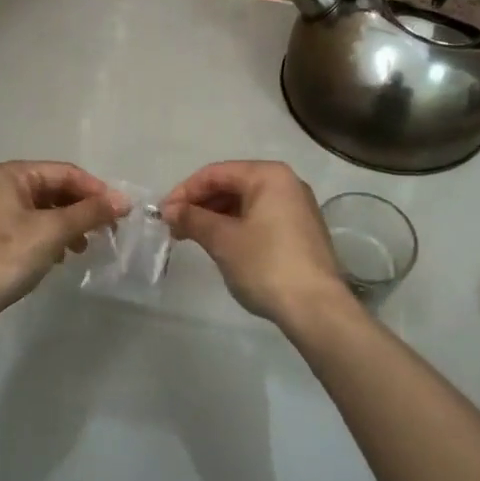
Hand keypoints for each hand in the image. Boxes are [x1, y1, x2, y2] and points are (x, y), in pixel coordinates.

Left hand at [0, 162, 126, 327]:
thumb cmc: (5, 256)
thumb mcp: (53, 231)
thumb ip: (90, 212)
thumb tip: (124, 200)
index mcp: (12, 175)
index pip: (65, 172)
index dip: (96, 190)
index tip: (121, 212)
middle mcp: (2, 186)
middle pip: (56, 189)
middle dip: (83, 208)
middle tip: (109, 230)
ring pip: (46, 210)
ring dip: (70, 225)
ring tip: (85, 246)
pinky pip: (33, 227)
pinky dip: (53, 237)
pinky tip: (62, 257)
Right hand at [159, 161, 354, 329]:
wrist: (316, 308)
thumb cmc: (266, 264)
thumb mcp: (223, 240)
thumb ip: (193, 219)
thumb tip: (169, 209)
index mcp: (269, 175)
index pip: (216, 173)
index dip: (185, 191)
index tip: (163, 214)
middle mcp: (287, 183)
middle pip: (232, 184)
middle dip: (200, 204)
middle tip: (174, 227)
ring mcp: (297, 207)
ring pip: (246, 202)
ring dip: (216, 216)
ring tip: (192, 238)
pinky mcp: (301, 231)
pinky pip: (260, 218)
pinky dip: (237, 226)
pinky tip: (221, 245)